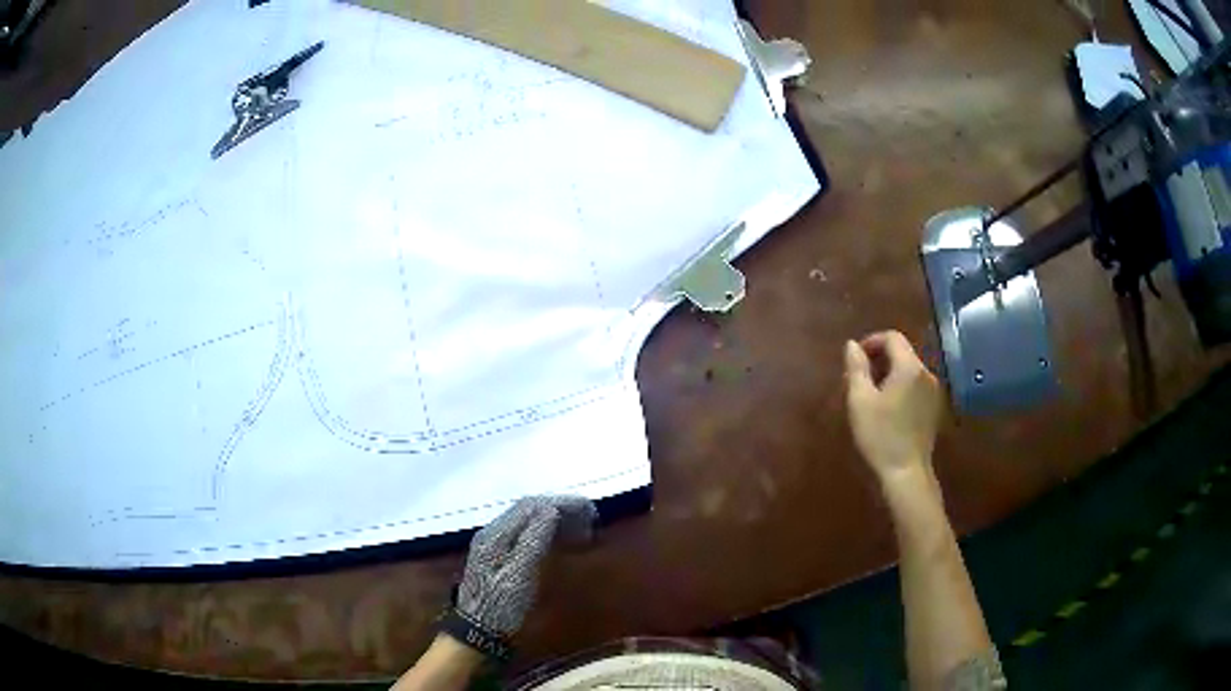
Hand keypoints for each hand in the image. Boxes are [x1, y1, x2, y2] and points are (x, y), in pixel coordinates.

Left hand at [457, 495, 597, 636]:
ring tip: (580, 529)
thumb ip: (532, 541)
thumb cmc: (501, 606)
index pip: (530, 506)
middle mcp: (493, 533)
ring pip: (527, 520)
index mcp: (496, 535)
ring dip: (554, 519)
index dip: (561, 504)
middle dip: (560, 509)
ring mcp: (494, 544)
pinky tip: (560, 541)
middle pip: (528, 509)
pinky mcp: (499, 557)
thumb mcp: (519, 576)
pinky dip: (546, 531)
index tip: (588, 511)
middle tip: (589, 519)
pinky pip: (525, 533)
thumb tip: (551, 510)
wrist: (479, 632)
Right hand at [844, 331, 942, 482]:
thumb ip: (856, 368)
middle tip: (859, 379)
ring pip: (909, 369)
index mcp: (909, 367)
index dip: (871, 341)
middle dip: (879, 358)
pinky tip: (888, 408)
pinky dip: (901, 387)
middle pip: (902, 352)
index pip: (892, 337)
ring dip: (890, 373)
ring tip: (871, 395)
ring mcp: (933, 391)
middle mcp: (926, 373)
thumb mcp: (860, 401)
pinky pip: (916, 385)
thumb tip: (852, 345)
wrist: (907, 471)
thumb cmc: (880, 435)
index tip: (855, 359)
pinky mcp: (934, 407)